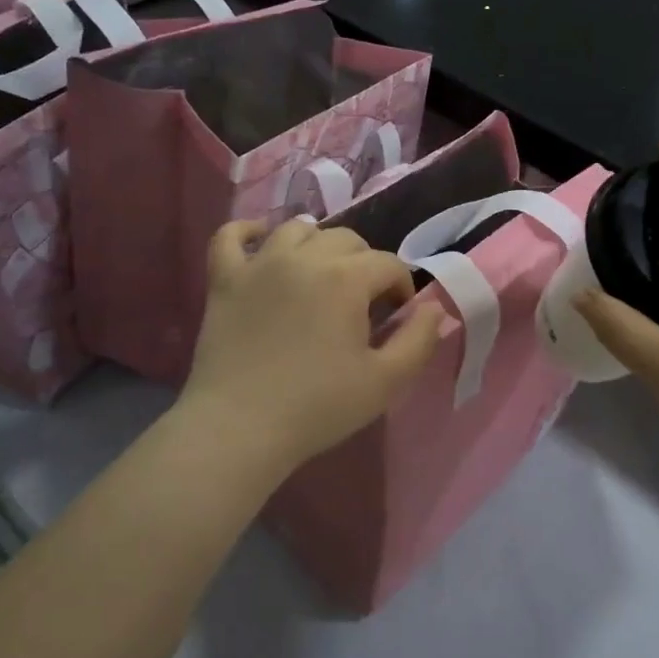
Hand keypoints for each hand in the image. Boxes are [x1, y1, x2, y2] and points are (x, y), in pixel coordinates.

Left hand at [180, 218, 443, 474]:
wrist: (240, 427)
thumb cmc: (318, 406)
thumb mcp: (386, 381)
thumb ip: (419, 339)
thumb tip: (433, 307)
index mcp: (346, 277)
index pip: (388, 263)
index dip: (401, 287)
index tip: (397, 318)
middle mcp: (303, 257)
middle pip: (346, 239)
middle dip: (364, 264)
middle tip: (362, 303)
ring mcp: (259, 264)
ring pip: (296, 229)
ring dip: (317, 243)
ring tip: (321, 273)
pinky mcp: (224, 280)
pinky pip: (230, 236)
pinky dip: (247, 230)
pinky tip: (261, 239)